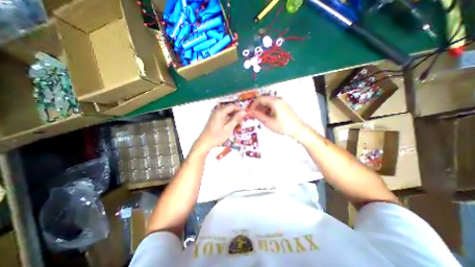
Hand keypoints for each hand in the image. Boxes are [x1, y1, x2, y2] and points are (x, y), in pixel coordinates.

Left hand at [194, 103, 246, 151]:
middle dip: (237, 114)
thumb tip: (244, 112)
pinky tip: (232, 125)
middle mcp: (217, 111)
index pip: (232, 106)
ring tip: (238, 124)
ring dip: (233, 117)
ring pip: (227, 112)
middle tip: (242, 122)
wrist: (205, 142)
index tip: (245, 115)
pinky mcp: (214, 118)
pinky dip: (229, 119)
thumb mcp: (228, 128)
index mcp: (220, 112)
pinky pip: (224, 116)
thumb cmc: (217, 136)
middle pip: (230, 108)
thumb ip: (236, 119)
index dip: (240, 109)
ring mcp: (215, 114)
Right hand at [249, 95, 303, 137]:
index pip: (260, 99)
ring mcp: (282, 102)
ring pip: (268, 102)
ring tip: (260, 117)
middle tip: (254, 115)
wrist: (297, 129)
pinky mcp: (284, 106)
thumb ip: (258, 116)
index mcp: (274, 102)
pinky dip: (268, 109)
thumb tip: (251, 112)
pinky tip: (267, 117)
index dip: (253, 104)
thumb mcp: (268, 122)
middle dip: (258, 106)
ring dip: (262, 108)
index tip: (250, 111)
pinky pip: (273, 105)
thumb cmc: (282, 126)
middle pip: (264, 99)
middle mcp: (278, 99)